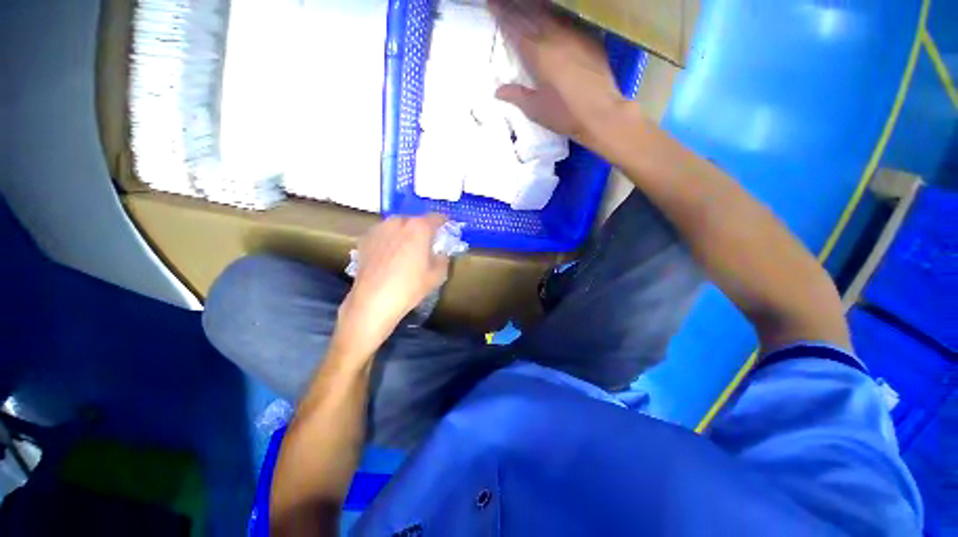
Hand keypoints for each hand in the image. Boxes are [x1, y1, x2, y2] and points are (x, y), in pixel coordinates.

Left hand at [335, 215, 449, 355]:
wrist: (373, 300)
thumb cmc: (410, 287)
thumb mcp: (437, 275)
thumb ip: (443, 258)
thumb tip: (440, 252)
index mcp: (419, 227)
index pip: (436, 218)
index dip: (443, 222)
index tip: (446, 227)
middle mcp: (398, 222)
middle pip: (415, 220)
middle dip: (422, 229)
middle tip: (426, 243)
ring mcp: (379, 229)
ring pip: (397, 226)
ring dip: (404, 233)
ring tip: (406, 249)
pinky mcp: (365, 239)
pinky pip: (383, 234)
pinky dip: (390, 239)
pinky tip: (389, 255)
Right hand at [489, 0, 624, 144]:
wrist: (601, 114)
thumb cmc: (565, 115)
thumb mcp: (536, 110)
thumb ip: (517, 96)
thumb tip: (498, 91)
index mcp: (538, 53)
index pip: (515, 27)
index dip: (502, 13)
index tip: (492, 3)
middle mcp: (555, 36)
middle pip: (532, 13)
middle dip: (516, 5)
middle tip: (505, 1)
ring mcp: (575, 34)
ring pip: (551, 12)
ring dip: (536, 6)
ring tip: (526, 4)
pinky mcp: (590, 37)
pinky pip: (569, 18)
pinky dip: (557, 14)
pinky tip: (553, 16)